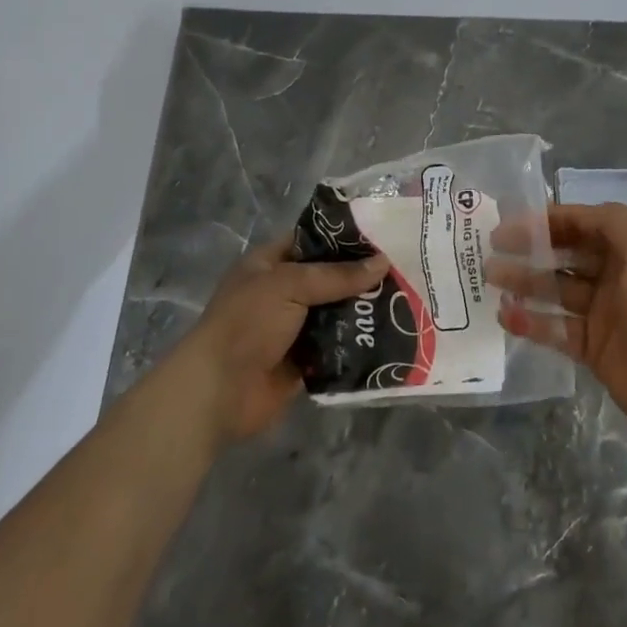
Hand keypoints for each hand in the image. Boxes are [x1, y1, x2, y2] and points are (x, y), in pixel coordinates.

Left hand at [171, 234, 388, 445]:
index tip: (382, 236)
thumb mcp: (290, 285)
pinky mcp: (304, 361)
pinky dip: (358, 342)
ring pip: (336, 312)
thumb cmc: (248, 323)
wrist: (219, 391)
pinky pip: (337, 346)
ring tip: (407, 299)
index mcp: (269, 264)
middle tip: (404, 268)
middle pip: (328, 278)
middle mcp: (281, 292)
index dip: (343, 238)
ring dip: (363, 310)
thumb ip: (337, 275)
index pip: (311, 241)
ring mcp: (292, 328)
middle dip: (361, 276)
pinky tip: (391, 334)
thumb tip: (383, 263)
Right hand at [490, 203, 626, 456]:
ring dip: (525, 283)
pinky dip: (531, 322)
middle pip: (567, 256)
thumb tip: (576, 213)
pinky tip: (506, 315)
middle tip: (493, 248)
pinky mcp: (594, 349)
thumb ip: (612, 223)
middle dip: (532, 249)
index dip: (551, 220)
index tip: (515, 222)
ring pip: (556, 291)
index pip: (585, 224)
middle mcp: (617, 277)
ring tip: (490, 278)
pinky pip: (556, 330)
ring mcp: (604, 314)